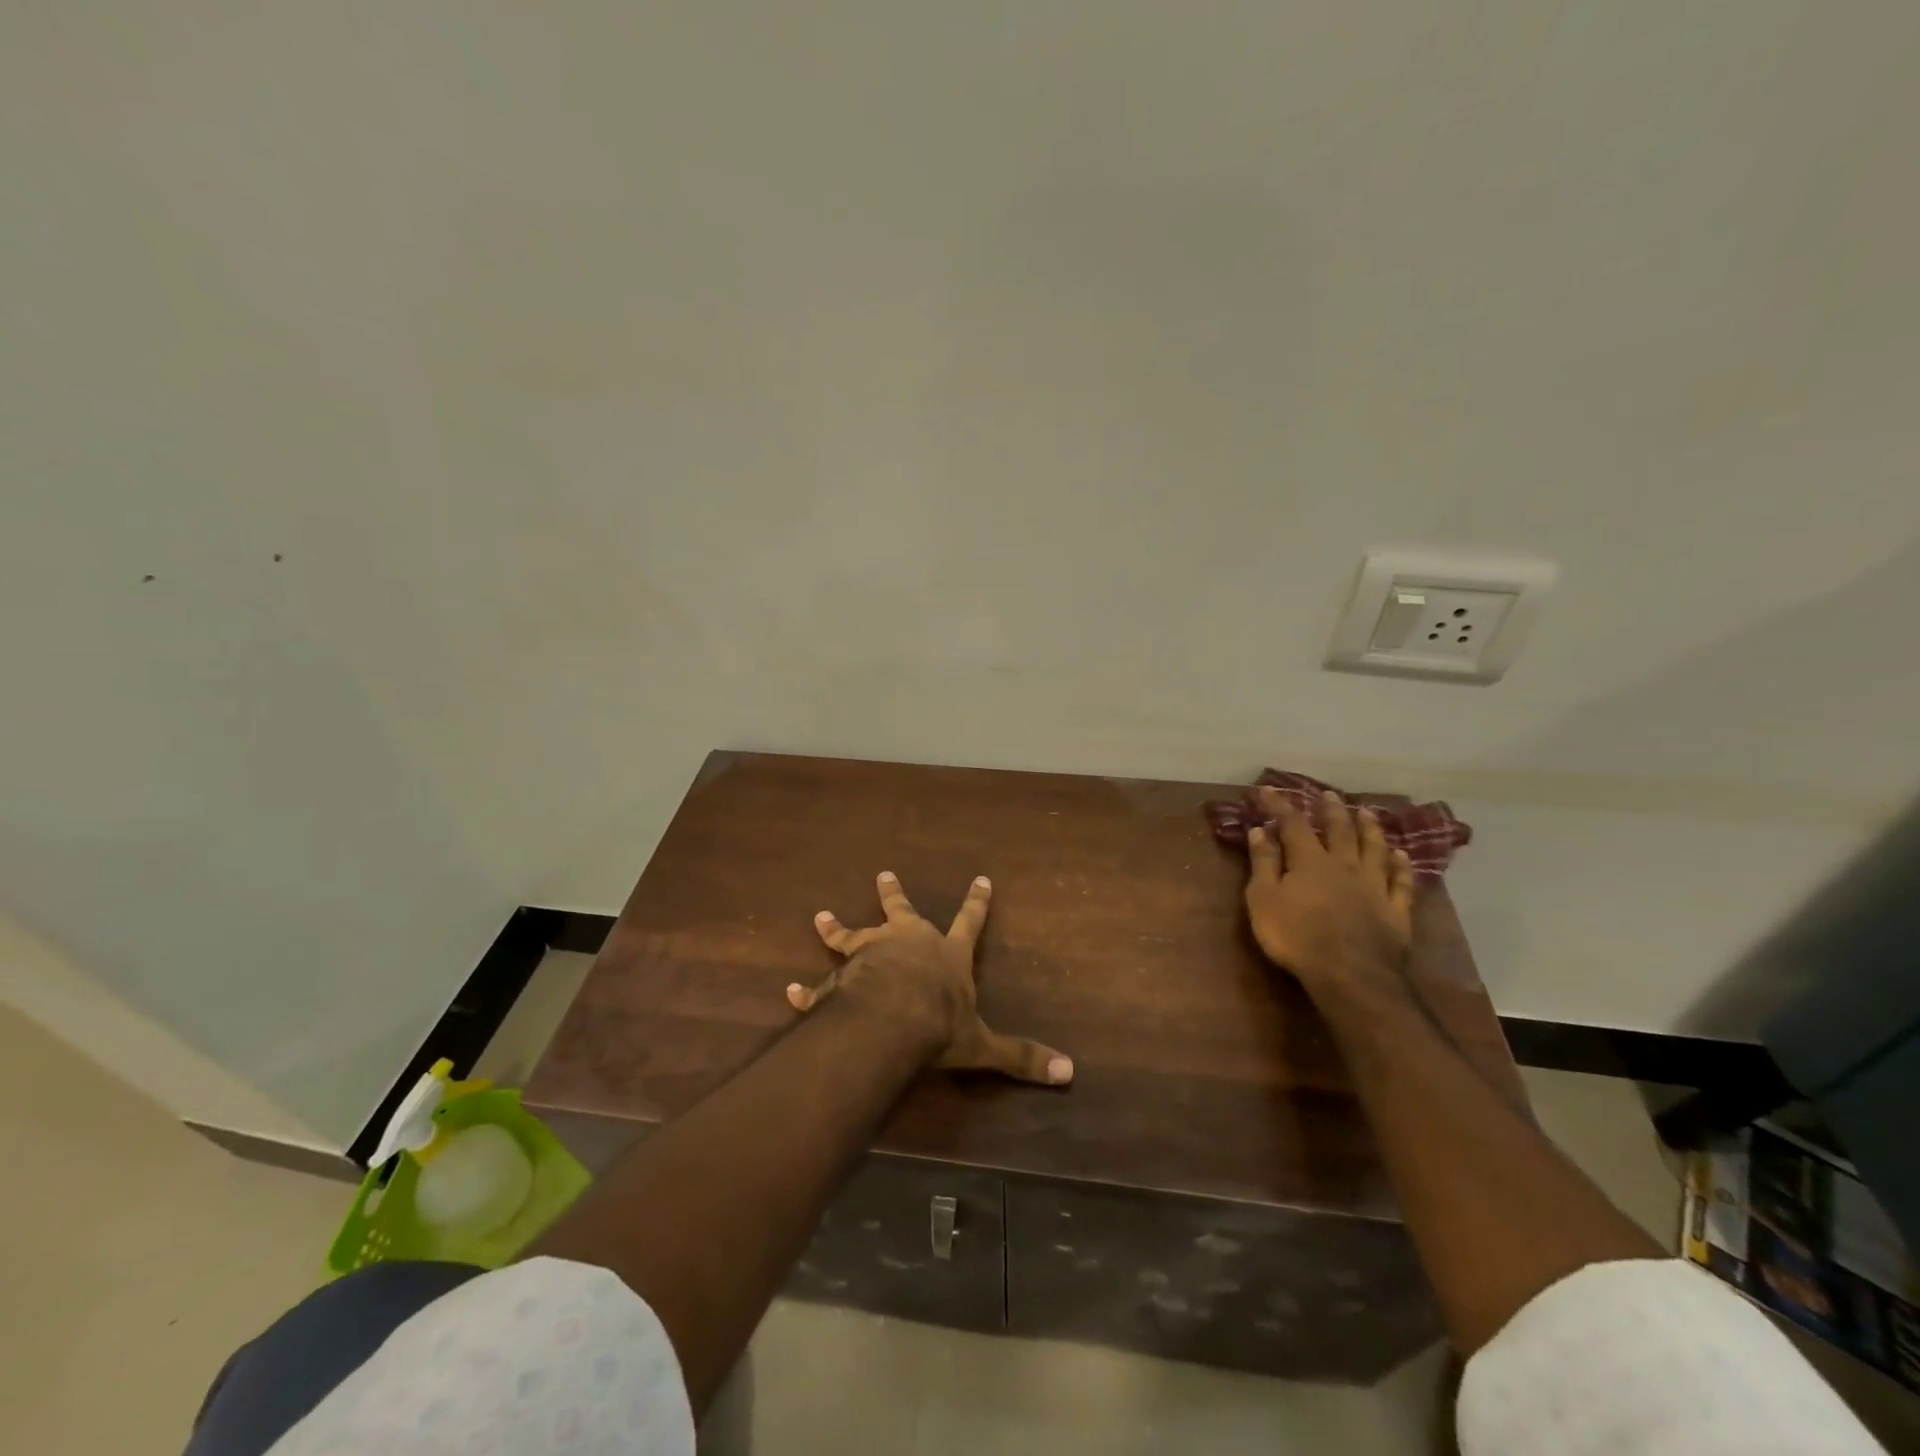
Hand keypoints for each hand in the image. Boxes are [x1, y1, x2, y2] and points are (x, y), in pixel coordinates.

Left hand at [787, 871, 1073, 1085]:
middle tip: (884, 873)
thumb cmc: (940, 1024)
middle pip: (901, 912)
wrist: (891, 1021)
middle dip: (894, 894)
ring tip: (821, 917)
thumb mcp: (984, 1044)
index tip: (981, 878)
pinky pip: (820, 984)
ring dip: (837, 927)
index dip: (977, 902)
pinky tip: (789, 990)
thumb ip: (1022, 1057)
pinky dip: (805, 989)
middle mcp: (908, 944)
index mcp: (946, 955)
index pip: (970, 922)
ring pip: (852, 935)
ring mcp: (871, 956)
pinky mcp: (842, 979)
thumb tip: (1069, 1073)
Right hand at [1243, 788, 1416, 997]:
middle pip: (1340, 830)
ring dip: (1370, 829)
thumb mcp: (1264, 899)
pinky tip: (1402, 857)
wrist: (1350, 975)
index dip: (1280, 805)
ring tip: (1367, 813)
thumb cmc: (1296, 936)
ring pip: (1374, 850)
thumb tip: (1260, 830)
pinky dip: (1402, 867)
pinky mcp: (1396, 911)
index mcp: (1310, 861)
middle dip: (1331, 810)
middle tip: (1329, 794)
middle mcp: (1345, 865)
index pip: (1293, 824)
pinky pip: (1401, 883)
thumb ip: (1263, 863)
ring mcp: (1374, 887)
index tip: (1267, 790)